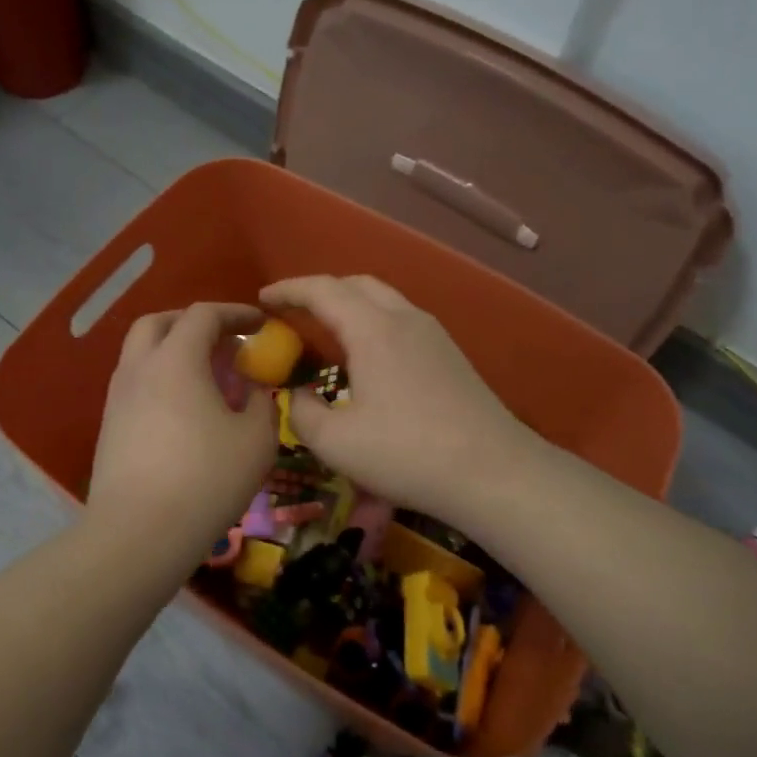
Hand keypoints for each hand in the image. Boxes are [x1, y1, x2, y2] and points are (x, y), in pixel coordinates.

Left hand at [87, 302, 277, 549]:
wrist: (139, 533)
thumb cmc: (206, 479)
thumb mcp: (257, 440)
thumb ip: (262, 403)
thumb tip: (255, 391)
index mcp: (176, 360)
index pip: (204, 315)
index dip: (236, 313)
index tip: (260, 323)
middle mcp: (139, 368)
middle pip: (159, 323)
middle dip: (193, 322)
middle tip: (223, 341)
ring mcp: (117, 398)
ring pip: (141, 354)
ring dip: (173, 351)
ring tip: (206, 377)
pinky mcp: (109, 427)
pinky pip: (136, 384)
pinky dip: (161, 380)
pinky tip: (184, 411)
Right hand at [259, 275, 537, 521]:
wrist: (493, 472)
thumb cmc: (407, 453)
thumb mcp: (336, 442)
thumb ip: (303, 412)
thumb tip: (300, 395)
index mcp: (373, 329)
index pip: (322, 289)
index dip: (289, 290)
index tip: (263, 298)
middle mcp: (405, 318)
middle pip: (356, 284)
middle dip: (320, 291)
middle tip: (293, 313)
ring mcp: (433, 334)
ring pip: (384, 300)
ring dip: (350, 306)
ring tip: (327, 332)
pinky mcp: (450, 354)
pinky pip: (402, 320)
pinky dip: (373, 322)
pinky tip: (367, 357)